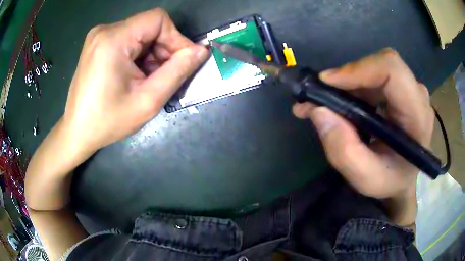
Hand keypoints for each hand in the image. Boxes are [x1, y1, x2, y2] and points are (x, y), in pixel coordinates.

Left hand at [63, 9, 207, 154]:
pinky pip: (128, 40)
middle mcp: (105, 30)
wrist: (77, 131)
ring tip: (148, 80)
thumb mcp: (148, 100)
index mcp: (113, 39)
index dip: (176, 38)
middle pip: (149, 27)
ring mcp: (99, 36)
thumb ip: (178, 72)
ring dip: (151, 54)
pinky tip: (135, 76)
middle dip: (163, 49)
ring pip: (140, 33)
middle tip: (165, 77)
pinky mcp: (97, 44)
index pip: (158, 20)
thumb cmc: (108, 121)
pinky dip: (138, 55)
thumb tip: (202, 51)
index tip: (182, 63)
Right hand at [293, 48, 433, 199]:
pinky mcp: (401, 89)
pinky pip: (374, 76)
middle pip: (381, 65)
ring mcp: (410, 90)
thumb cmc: (390, 182)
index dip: (359, 68)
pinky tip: (342, 103)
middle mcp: (417, 96)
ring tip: (326, 104)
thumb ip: (344, 151)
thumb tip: (318, 111)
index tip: (327, 83)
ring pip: (375, 69)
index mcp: (418, 117)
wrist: (403, 179)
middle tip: (321, 97)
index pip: (393, 70)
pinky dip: (354, 86)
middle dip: (348, 77)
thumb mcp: (366, 179)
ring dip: (348, 83)